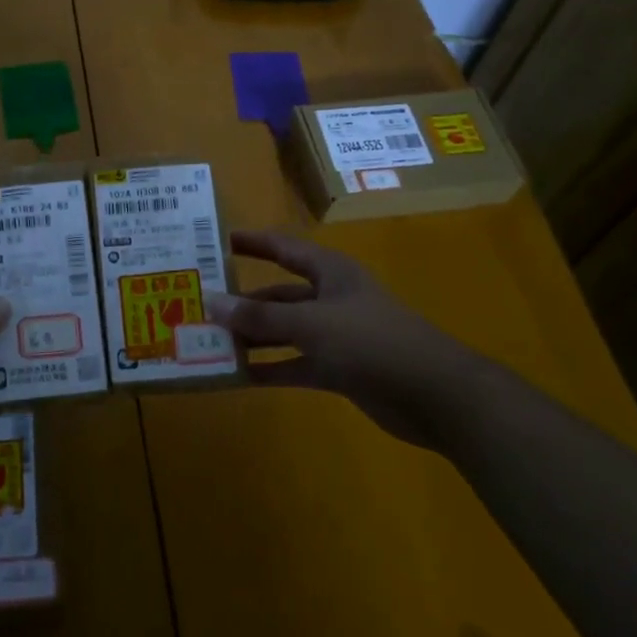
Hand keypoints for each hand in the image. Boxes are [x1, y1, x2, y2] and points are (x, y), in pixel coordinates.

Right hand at [207, 230, 493, 450]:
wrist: (436, 396)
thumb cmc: (372, 342)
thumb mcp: (311, 324)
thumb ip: (261, 318)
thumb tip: (211, 301)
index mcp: (330, 272)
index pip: (283, 248)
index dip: (252, 242)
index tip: (216, 240)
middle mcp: (331, 298)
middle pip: (279, 295)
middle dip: (243, 302)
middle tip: (201, 306)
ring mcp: (336, 335)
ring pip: (285, 331)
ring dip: (254, 338)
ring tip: (211, 343)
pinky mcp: (341, 369)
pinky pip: (296, 364)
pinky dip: (272, 369)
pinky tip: (240, 376)